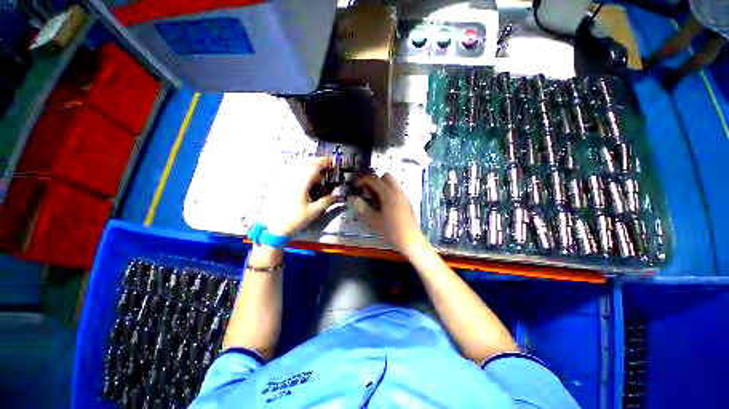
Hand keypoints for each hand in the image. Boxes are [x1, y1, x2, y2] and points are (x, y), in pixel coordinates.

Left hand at [265, 157, 337, 236]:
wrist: (274, 227)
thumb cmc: (295, 220)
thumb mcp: (314, 211)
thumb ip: (327, 201)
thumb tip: (339, 196)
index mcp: (301, 183)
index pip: (314, 166)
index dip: (324, 162)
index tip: (333, 161)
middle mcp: (292, 178)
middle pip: (306, 163)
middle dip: (318, 162)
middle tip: (328, 166)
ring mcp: (285, 180)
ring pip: (299, 166)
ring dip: (310, 165)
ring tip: (319, 172)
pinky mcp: (281, 184)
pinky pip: (293, 172)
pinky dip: (302, 171)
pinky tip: (306, 178)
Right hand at [350, 173, 428, 255]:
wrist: (411, 240)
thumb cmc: (391, 230)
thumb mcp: (374, 220)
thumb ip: (362, 207)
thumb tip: (352, 198)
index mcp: (388, 193)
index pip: (374, 179)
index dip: (363, 180)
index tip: (355, 186)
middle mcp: (397, 190)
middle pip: (385, 176)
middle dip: (374, 180)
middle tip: (366, 190)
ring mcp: (403, 195)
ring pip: (392, 182)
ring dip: (381, 185)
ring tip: (373, 197)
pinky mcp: (406, 201)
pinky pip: (395, 189)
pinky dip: (387, 190)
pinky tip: (382, 203)